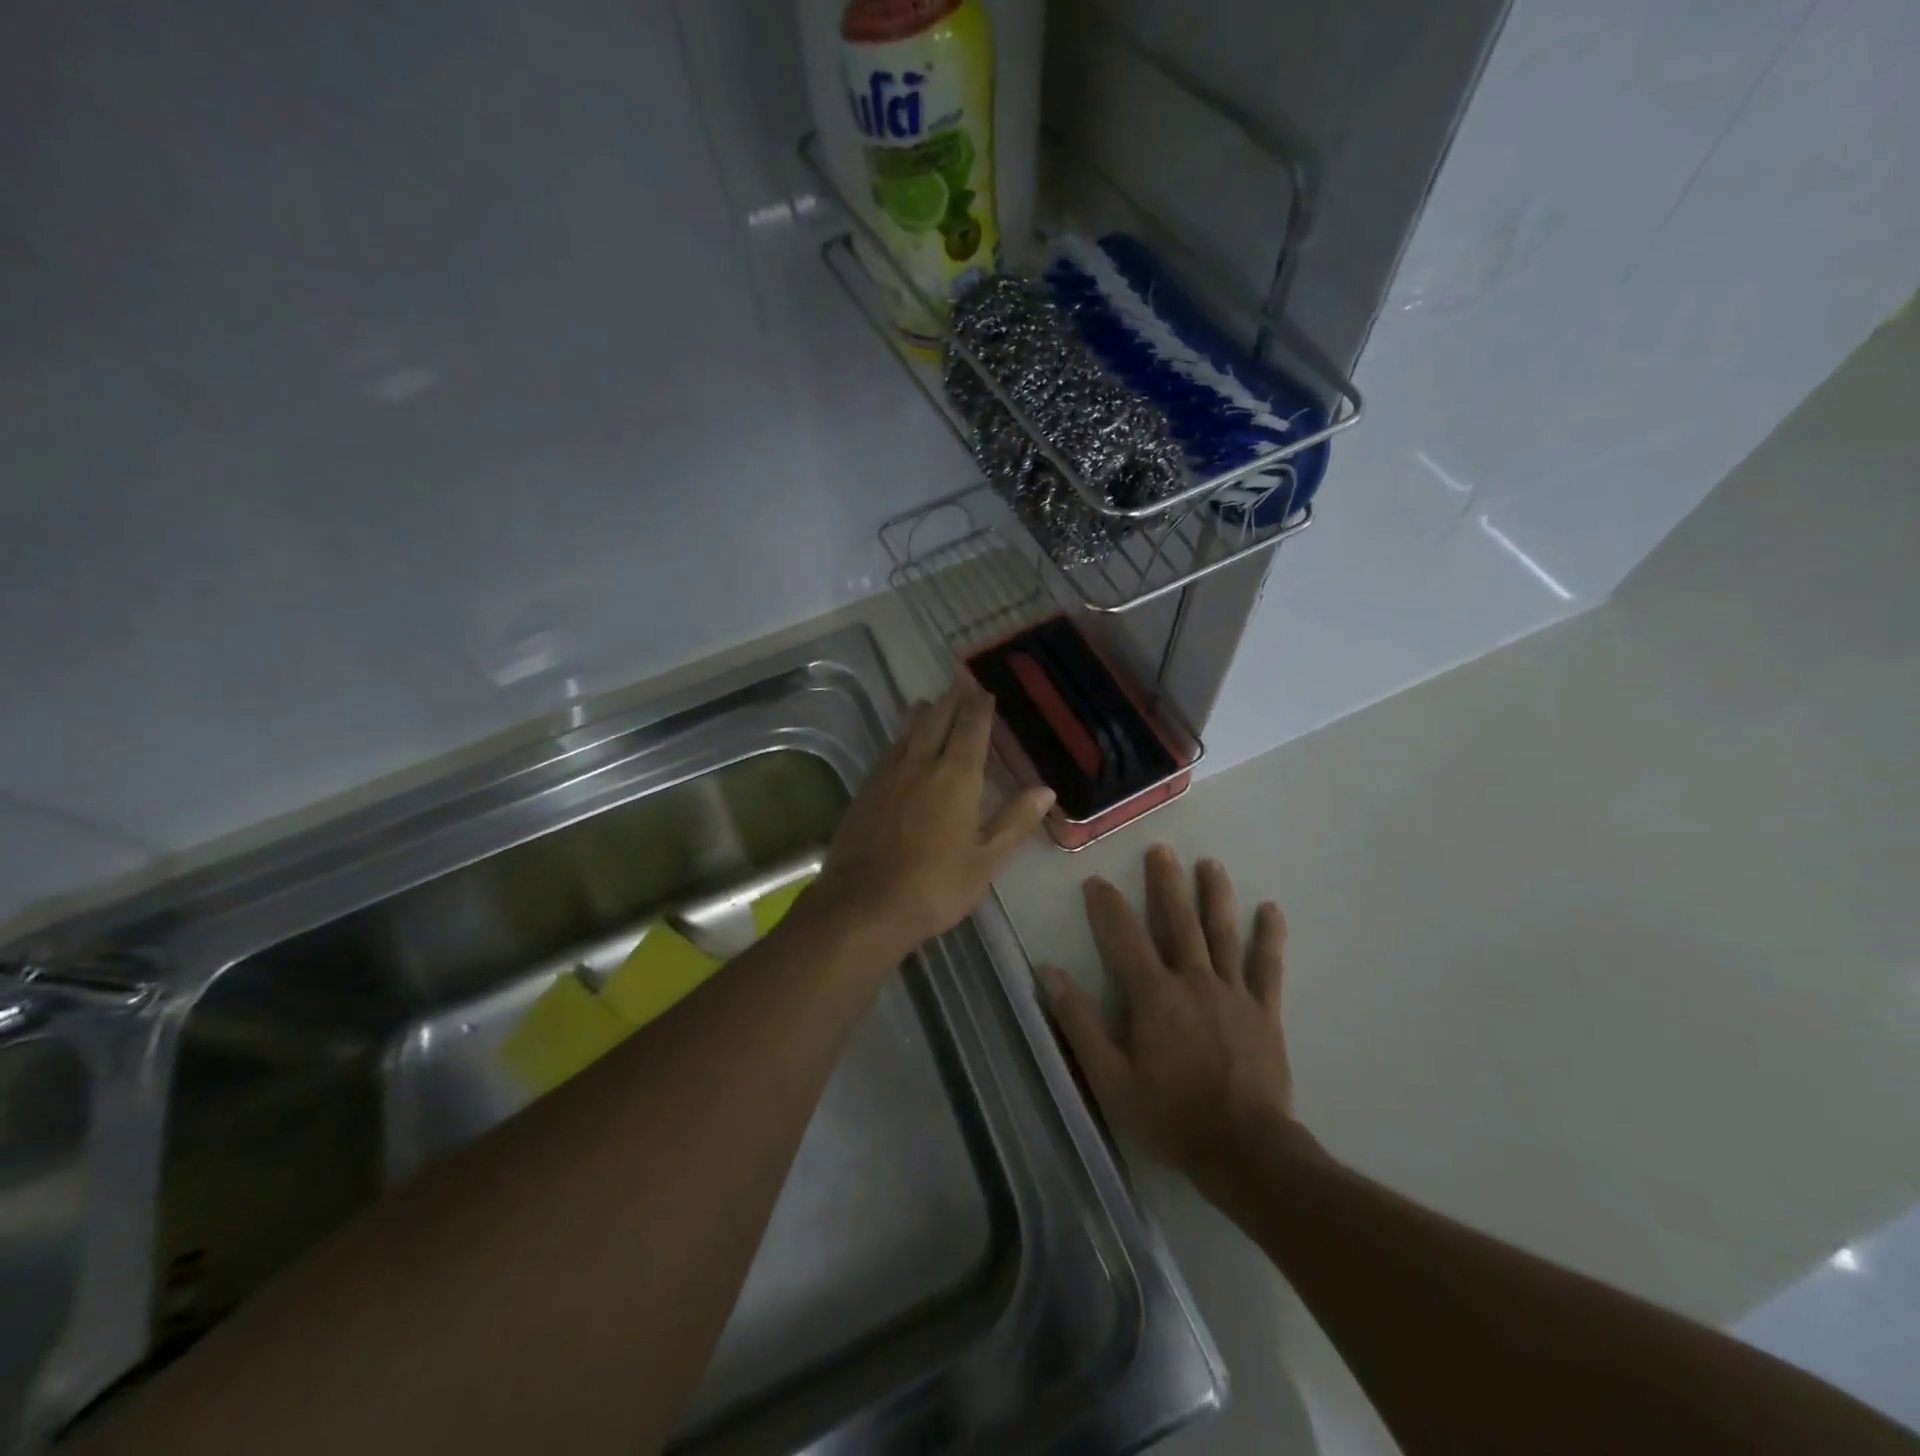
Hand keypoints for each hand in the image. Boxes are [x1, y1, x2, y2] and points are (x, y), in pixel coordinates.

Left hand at [812, 678, 1053, 961]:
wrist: (864, 905)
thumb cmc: (936, 886)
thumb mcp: (987, 860)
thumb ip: (1015, 821)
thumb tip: (1045, 789)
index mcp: (957, 777)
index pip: (971, 728)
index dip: (979, 707)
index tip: (984, 692)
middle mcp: (921, 765)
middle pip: (936, 720)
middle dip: (951, 700)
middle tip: (959, 686)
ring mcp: (888, 775)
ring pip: (908, 732)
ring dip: (923, 714)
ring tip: (929, 703)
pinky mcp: (865, 790)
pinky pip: (889, 751)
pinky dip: (901, 739)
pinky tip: (901, 746)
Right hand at [1042, 846, 1310, 1181]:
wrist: (1245, 1151)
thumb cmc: (1170, 1116)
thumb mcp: (1110, 1078)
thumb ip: (1080, 1023)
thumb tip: (1050, 973)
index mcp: (1154, 995)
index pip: (1124, 937)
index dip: (1108, 906)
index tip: (1097, 880)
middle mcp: (1193, 981)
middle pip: (1178, 922)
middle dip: (1166, 884)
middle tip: (1161, 850)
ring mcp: (1233, 993)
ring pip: (1222, 933)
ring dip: (1215, 896)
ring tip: (1210, 864)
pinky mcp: (1264, 1011)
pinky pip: (1267, 967)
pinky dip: (1269, 937)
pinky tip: (1271, 910)